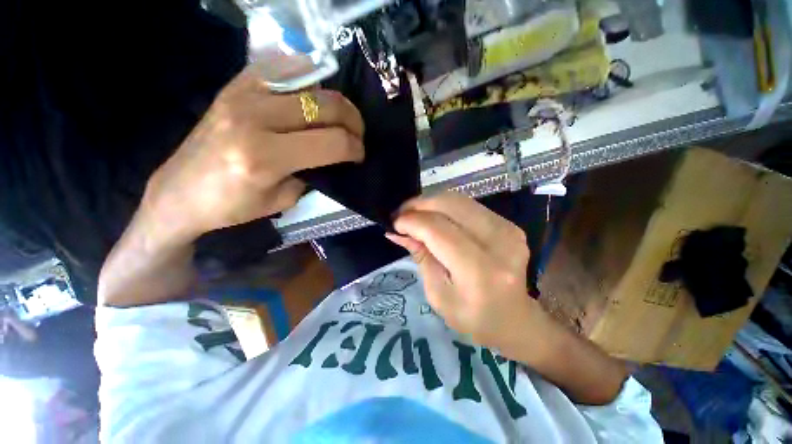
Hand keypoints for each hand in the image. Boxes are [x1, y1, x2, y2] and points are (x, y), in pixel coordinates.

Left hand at [143, 64, 364, 242]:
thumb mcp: (283, 199)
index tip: (359, 155)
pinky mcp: (236, 84)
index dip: (355, 148)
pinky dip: (310, 79)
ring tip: (340, 117)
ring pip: (311, 80)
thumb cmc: (232, 205)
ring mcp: (242, 93)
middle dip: (353, 121)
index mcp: (265, 157)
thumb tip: (333, 153)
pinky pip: (285, 66)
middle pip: (326, 105)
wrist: (179, 191)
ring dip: (336, 101)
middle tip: (356, 136)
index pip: (333, 142)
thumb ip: (312, 172)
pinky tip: (315, 97)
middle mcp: (254, 117)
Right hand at [386, 192, 536, 351]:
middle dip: (419, 204)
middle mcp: (498, 243)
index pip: (438, 230)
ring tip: (414, 213)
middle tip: (401, 213)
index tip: (394, 223)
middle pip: (450, 206)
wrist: (515, 319)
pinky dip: (446, 207)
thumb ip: (420, 257)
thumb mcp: (437, 294)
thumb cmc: (472, 317)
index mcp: (479, 271)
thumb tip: (397, 232)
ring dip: (431, 202)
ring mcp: (508, 229)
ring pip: (459, 200)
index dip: (412, 221)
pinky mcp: (509, 224)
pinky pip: (469, 205)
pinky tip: (433, 216)